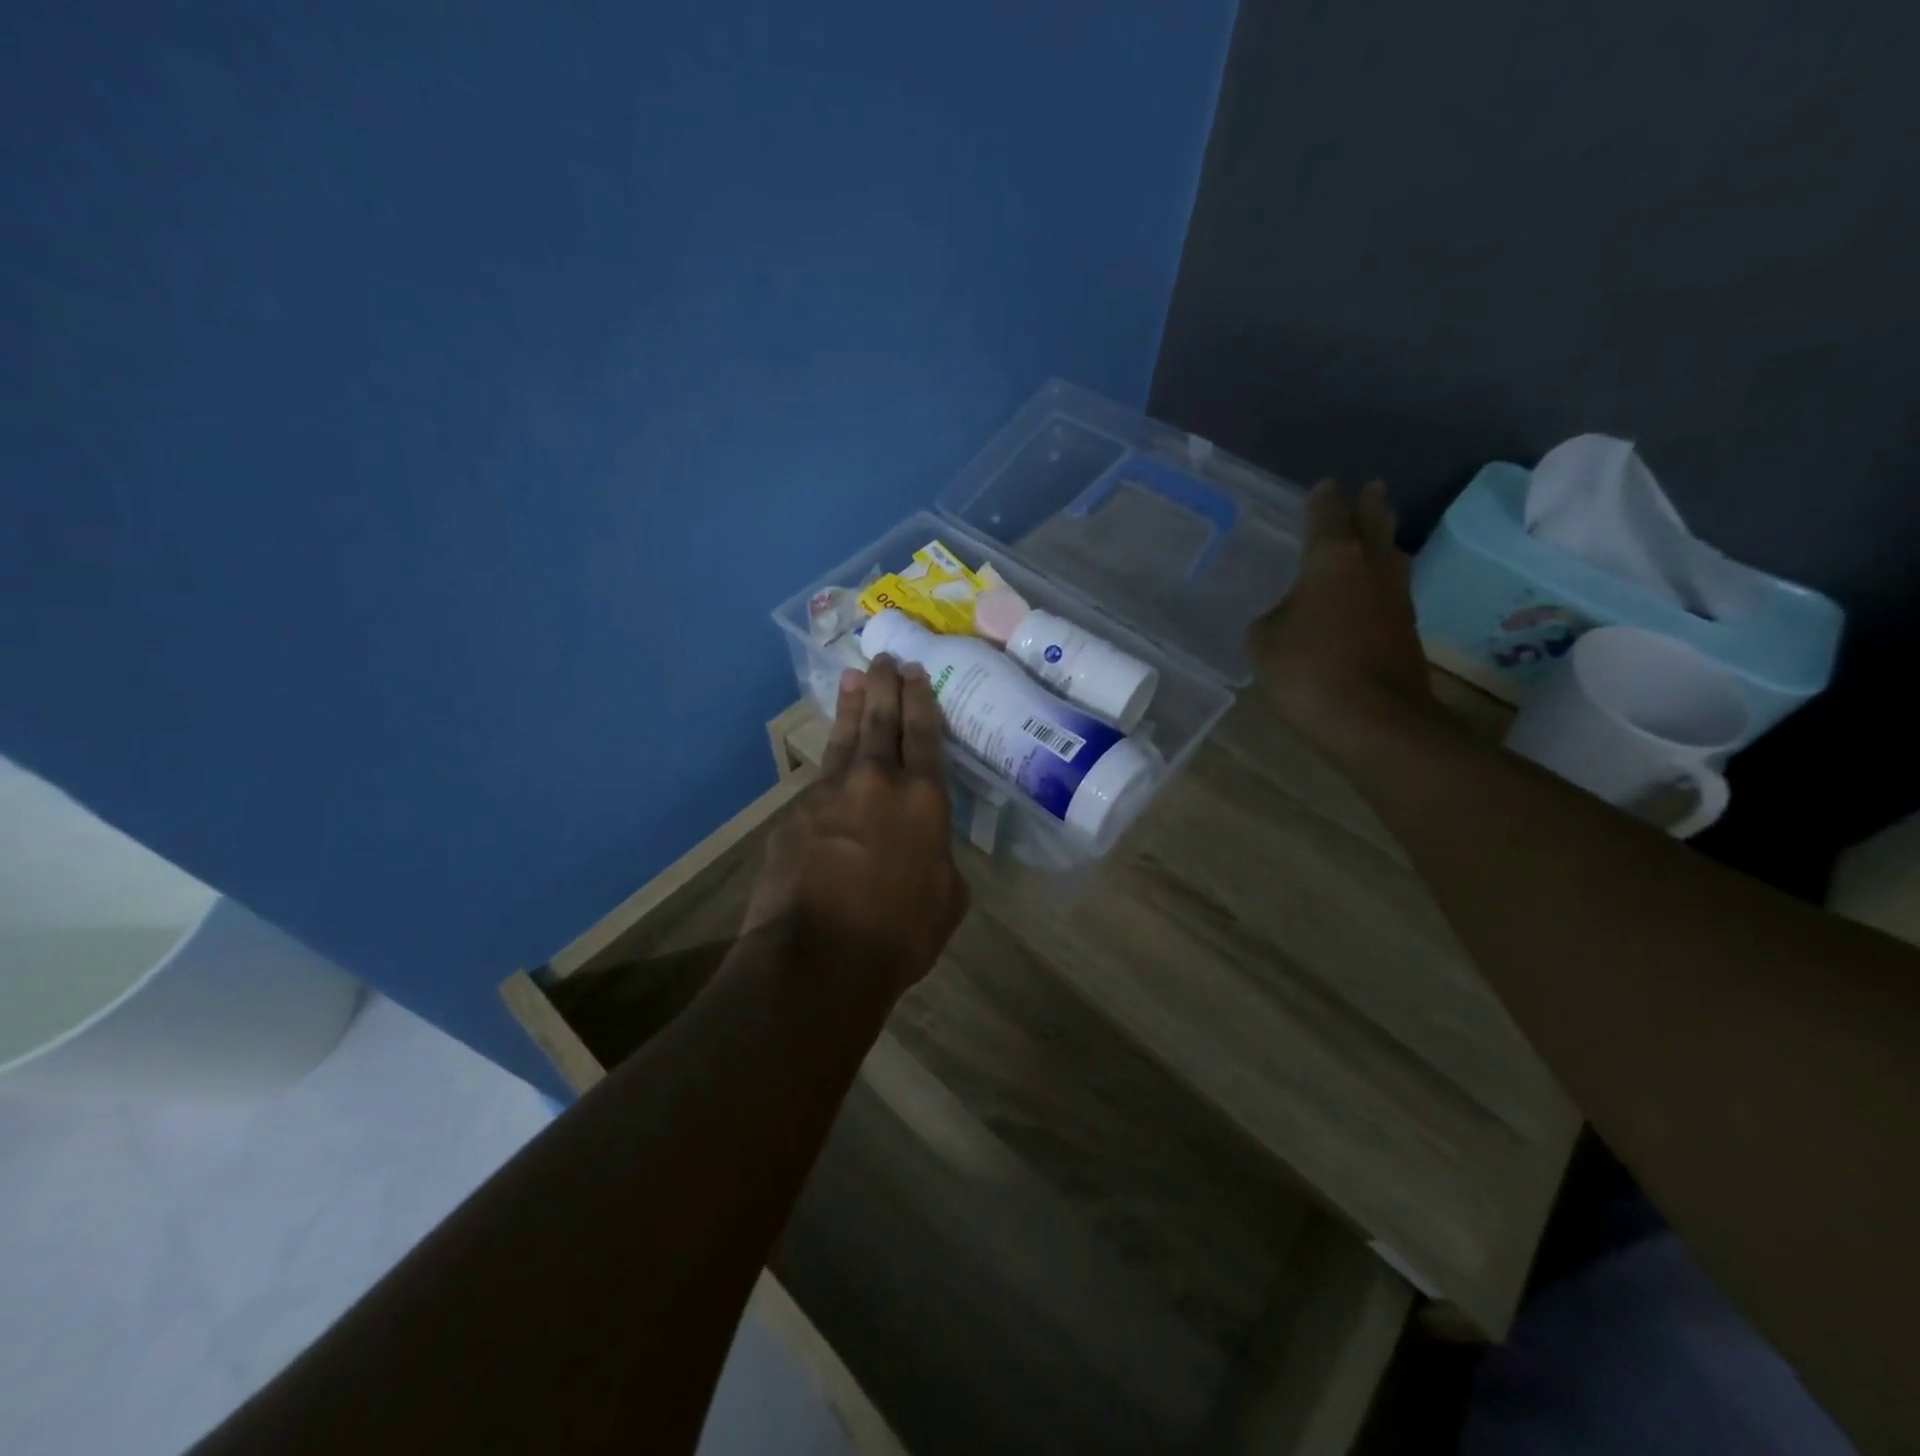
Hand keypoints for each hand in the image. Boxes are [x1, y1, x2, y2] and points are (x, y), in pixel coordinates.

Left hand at [745, 657, 969, 1000]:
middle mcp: (876, 782)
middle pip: (882, 720)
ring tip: (853, 677)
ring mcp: (829, 793)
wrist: (819, 957)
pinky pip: (817, 781)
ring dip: (852, 707)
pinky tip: (830, 766)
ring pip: (845, 738)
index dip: (921, 700)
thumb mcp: (947, 898)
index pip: (924, 734)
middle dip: (885, 686)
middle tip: (884, 658)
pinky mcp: (794, 814)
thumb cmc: (899, 934)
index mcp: (923, 799)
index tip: (916, 672)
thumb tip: (925, 846)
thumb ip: (939, 857)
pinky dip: (828, 766)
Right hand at [1248, 480, 1435, 748]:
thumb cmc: (1307, 670)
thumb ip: (1272, 618)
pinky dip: (1379, 583)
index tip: (1324, 485)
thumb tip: (1288, 616)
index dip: (1323, 500)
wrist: (1373, 721)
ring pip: (1390, 557)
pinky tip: (1369, 593)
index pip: (1327, 516)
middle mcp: (1370, 569)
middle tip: (1370, 488)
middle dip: (1369, 504)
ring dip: (1382, 542)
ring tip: (1374, 534)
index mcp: (1331, 560)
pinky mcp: (1406, 632)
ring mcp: (1396, 600)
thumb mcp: (1263, 642)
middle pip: (1374, 525)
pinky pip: (1390, 592)